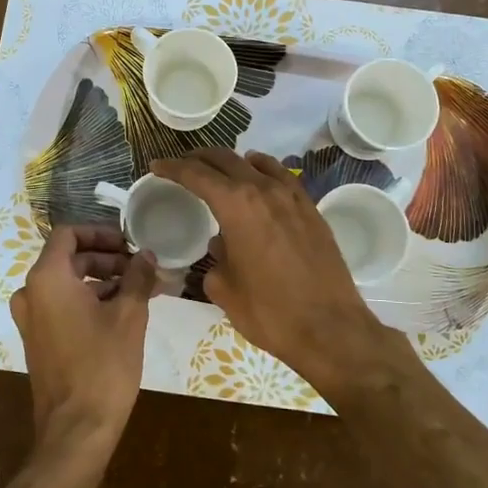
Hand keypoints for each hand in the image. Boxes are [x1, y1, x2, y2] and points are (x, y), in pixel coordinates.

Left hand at [9, 225, 158, 462]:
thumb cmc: (103, 365)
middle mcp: (31, 292)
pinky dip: (89, 300)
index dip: (100, 233)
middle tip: (141, 267)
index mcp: (47, 278)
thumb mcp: (129, 316)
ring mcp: (31, 318)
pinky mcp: (38, 339)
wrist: (76, 429)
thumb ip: (138, 277)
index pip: (68, 234)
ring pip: (67, 283)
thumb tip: (147, 255)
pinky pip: (62, 305)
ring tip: (140, 289)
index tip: (129, 243)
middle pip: (69, 258)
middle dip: (106, 258)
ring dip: (102, 280)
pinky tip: (123, 311)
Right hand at [150, 150, 414, 395]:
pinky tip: (259, 176)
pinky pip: (282, 177)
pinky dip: (263, 170)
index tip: (157, 166)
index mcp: (236, 206)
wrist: (330, 329)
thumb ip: (215, 259)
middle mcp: (264, 190)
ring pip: (256, 163)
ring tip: (218, 169)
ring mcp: (292, 197)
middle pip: (225, 160)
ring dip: (232, 162)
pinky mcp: (312, 210)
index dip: (173, 168)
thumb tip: (221, 246)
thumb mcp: (224, 289)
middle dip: (199, 159)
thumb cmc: (269, 312)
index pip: (196, 175)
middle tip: (182, 165)